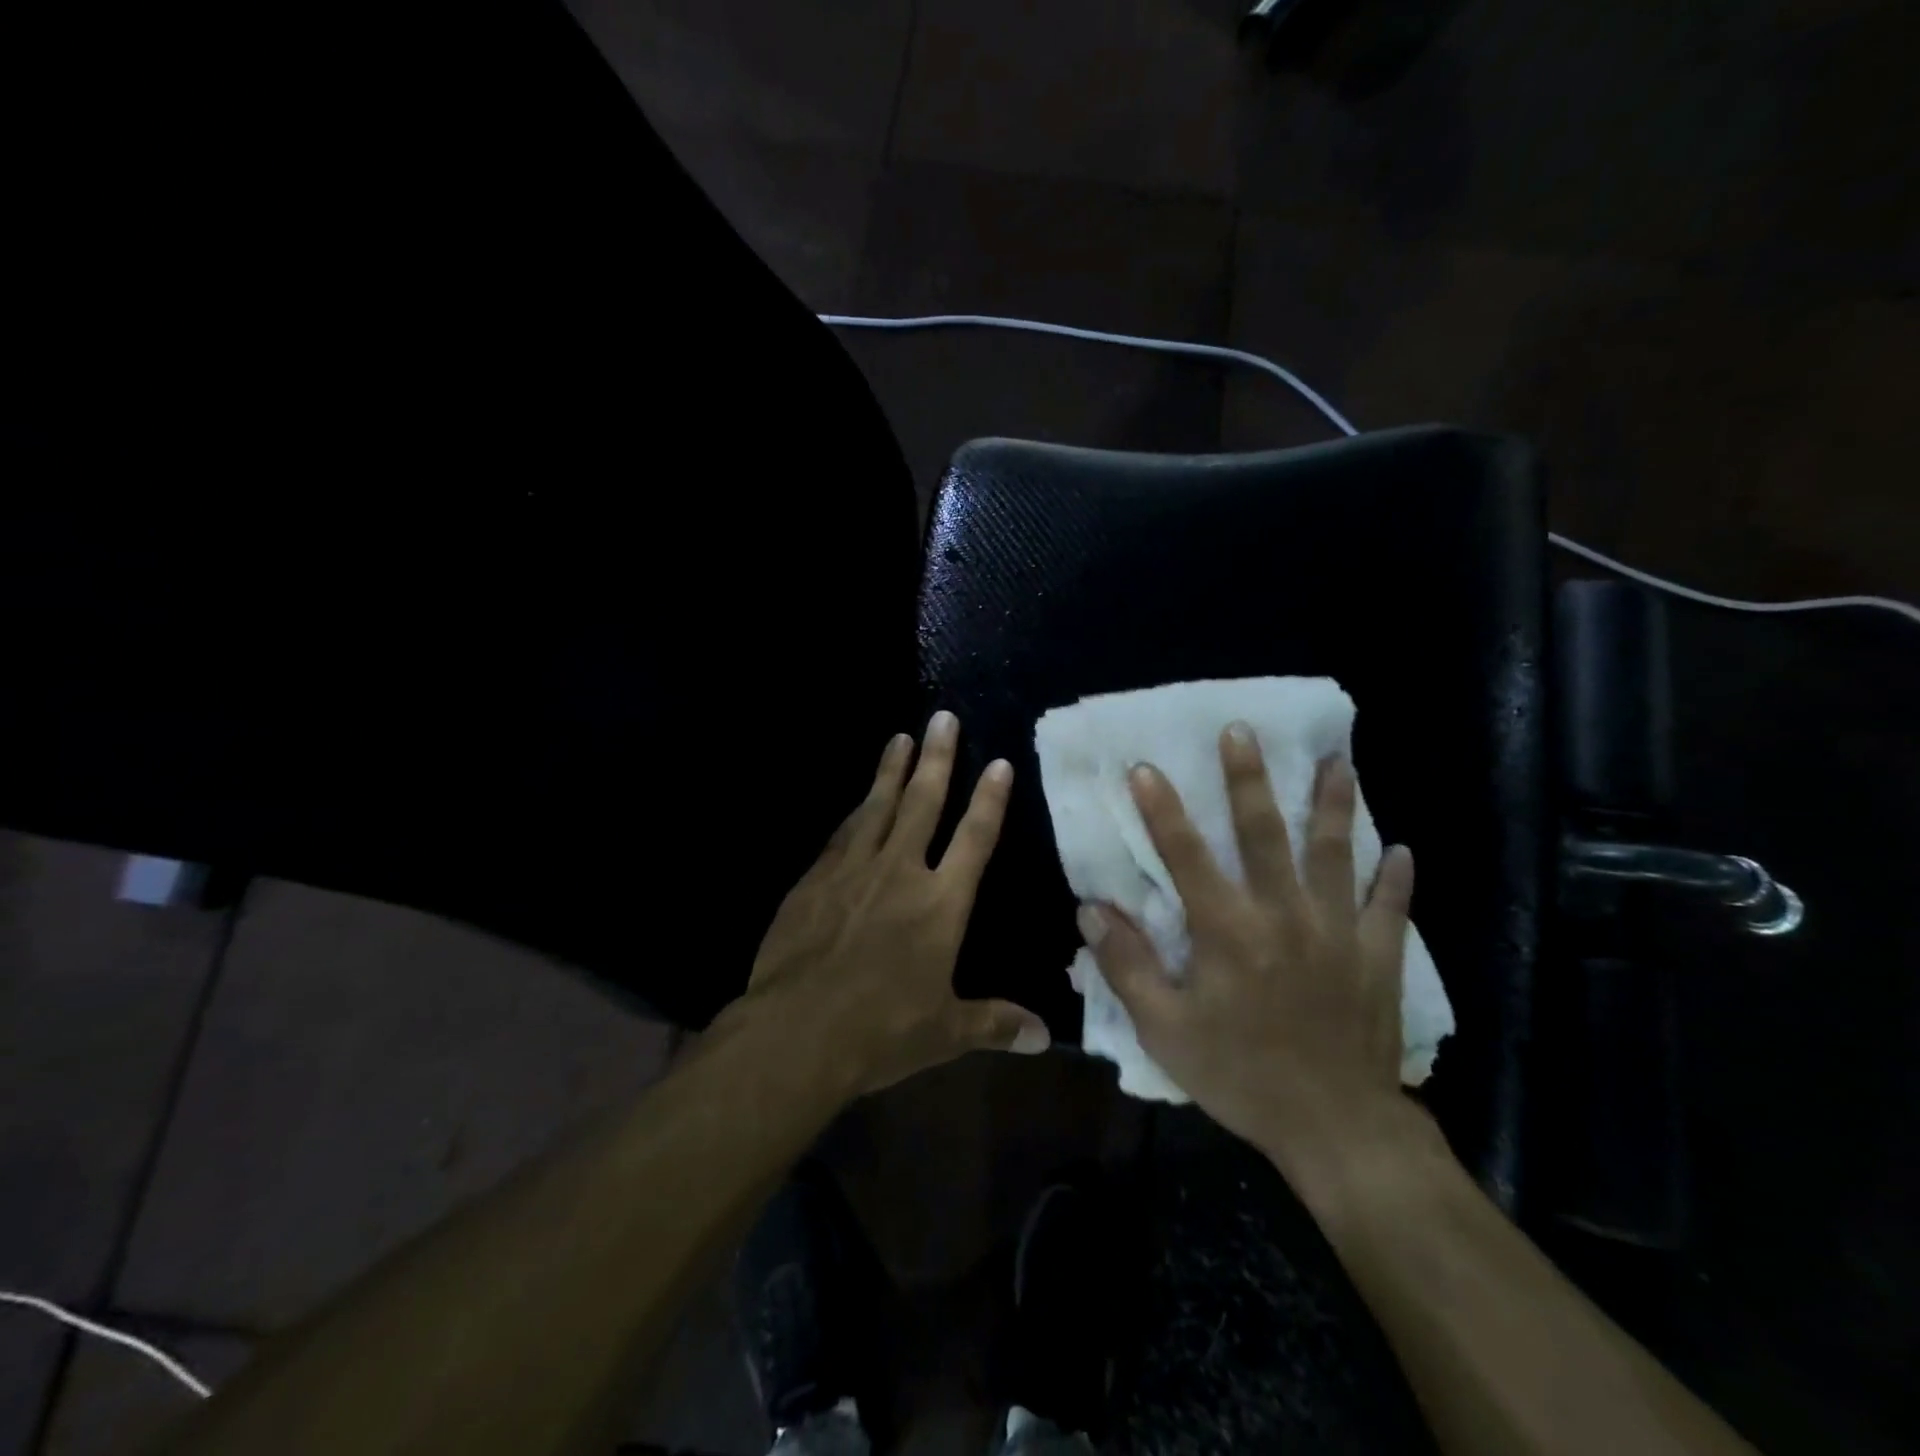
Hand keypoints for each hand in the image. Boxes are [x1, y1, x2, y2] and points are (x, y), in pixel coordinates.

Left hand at [739, 710, 1049, 1096]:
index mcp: (941, 903)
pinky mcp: (814, 879)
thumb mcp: (946, 1032)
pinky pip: (841, 834)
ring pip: (878, 807)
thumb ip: (995, 1023)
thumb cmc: (881, 1031)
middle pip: (924, 803)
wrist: (796, 1032)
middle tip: (941, 717)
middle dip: (937, 758)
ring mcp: (852, 870)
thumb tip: (1045, 1036)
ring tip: (900, 738)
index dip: (989, 799)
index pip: (974, 838)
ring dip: (891, 771)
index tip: (997, 762)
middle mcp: (900, 872)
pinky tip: (858, 800)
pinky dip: (855, 812)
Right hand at [1077, 723, 1440, 1188]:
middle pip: (1265, 834)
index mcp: (1229, 932)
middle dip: (1249, 780)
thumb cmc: (1241, 1076)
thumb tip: (1091, 910)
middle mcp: (1285, 916)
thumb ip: (1128, 966)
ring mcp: (1339, 933)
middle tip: (1242, 732)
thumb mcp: (1166, 1030)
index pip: (1187, 856)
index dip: (1163, 810)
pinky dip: (1396, 877)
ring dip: (1334, 805)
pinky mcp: (1378, 958)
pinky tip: (1401, 848)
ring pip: (1336, 854)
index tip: (1146, 767)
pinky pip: (1390, 908)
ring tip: (1339, 762)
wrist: (1336, 1130)